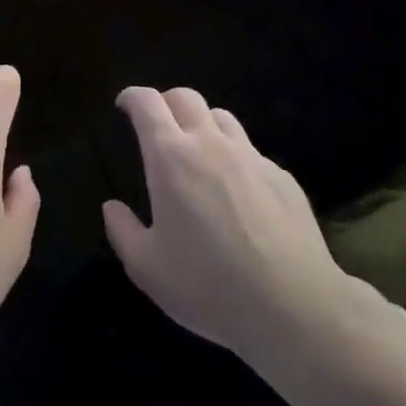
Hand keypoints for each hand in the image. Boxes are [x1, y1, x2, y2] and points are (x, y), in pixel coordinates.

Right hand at [103, 87, 364, 374]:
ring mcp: (251, 157)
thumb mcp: (147, 269)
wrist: (294, 308)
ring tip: (198, 151)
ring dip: (202, 124)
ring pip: (221, 117)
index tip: (124, 105)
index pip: (147, 103)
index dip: (132, 97)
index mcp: (171, 158)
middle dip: (166, 102)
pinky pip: (251, 152)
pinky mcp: (282, 177)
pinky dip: (235, 157)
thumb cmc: (209, 286)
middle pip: (185, 97)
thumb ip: (123, 232)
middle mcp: (210, 144)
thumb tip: (112, 207)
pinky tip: (238, 192)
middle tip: (157, 125)